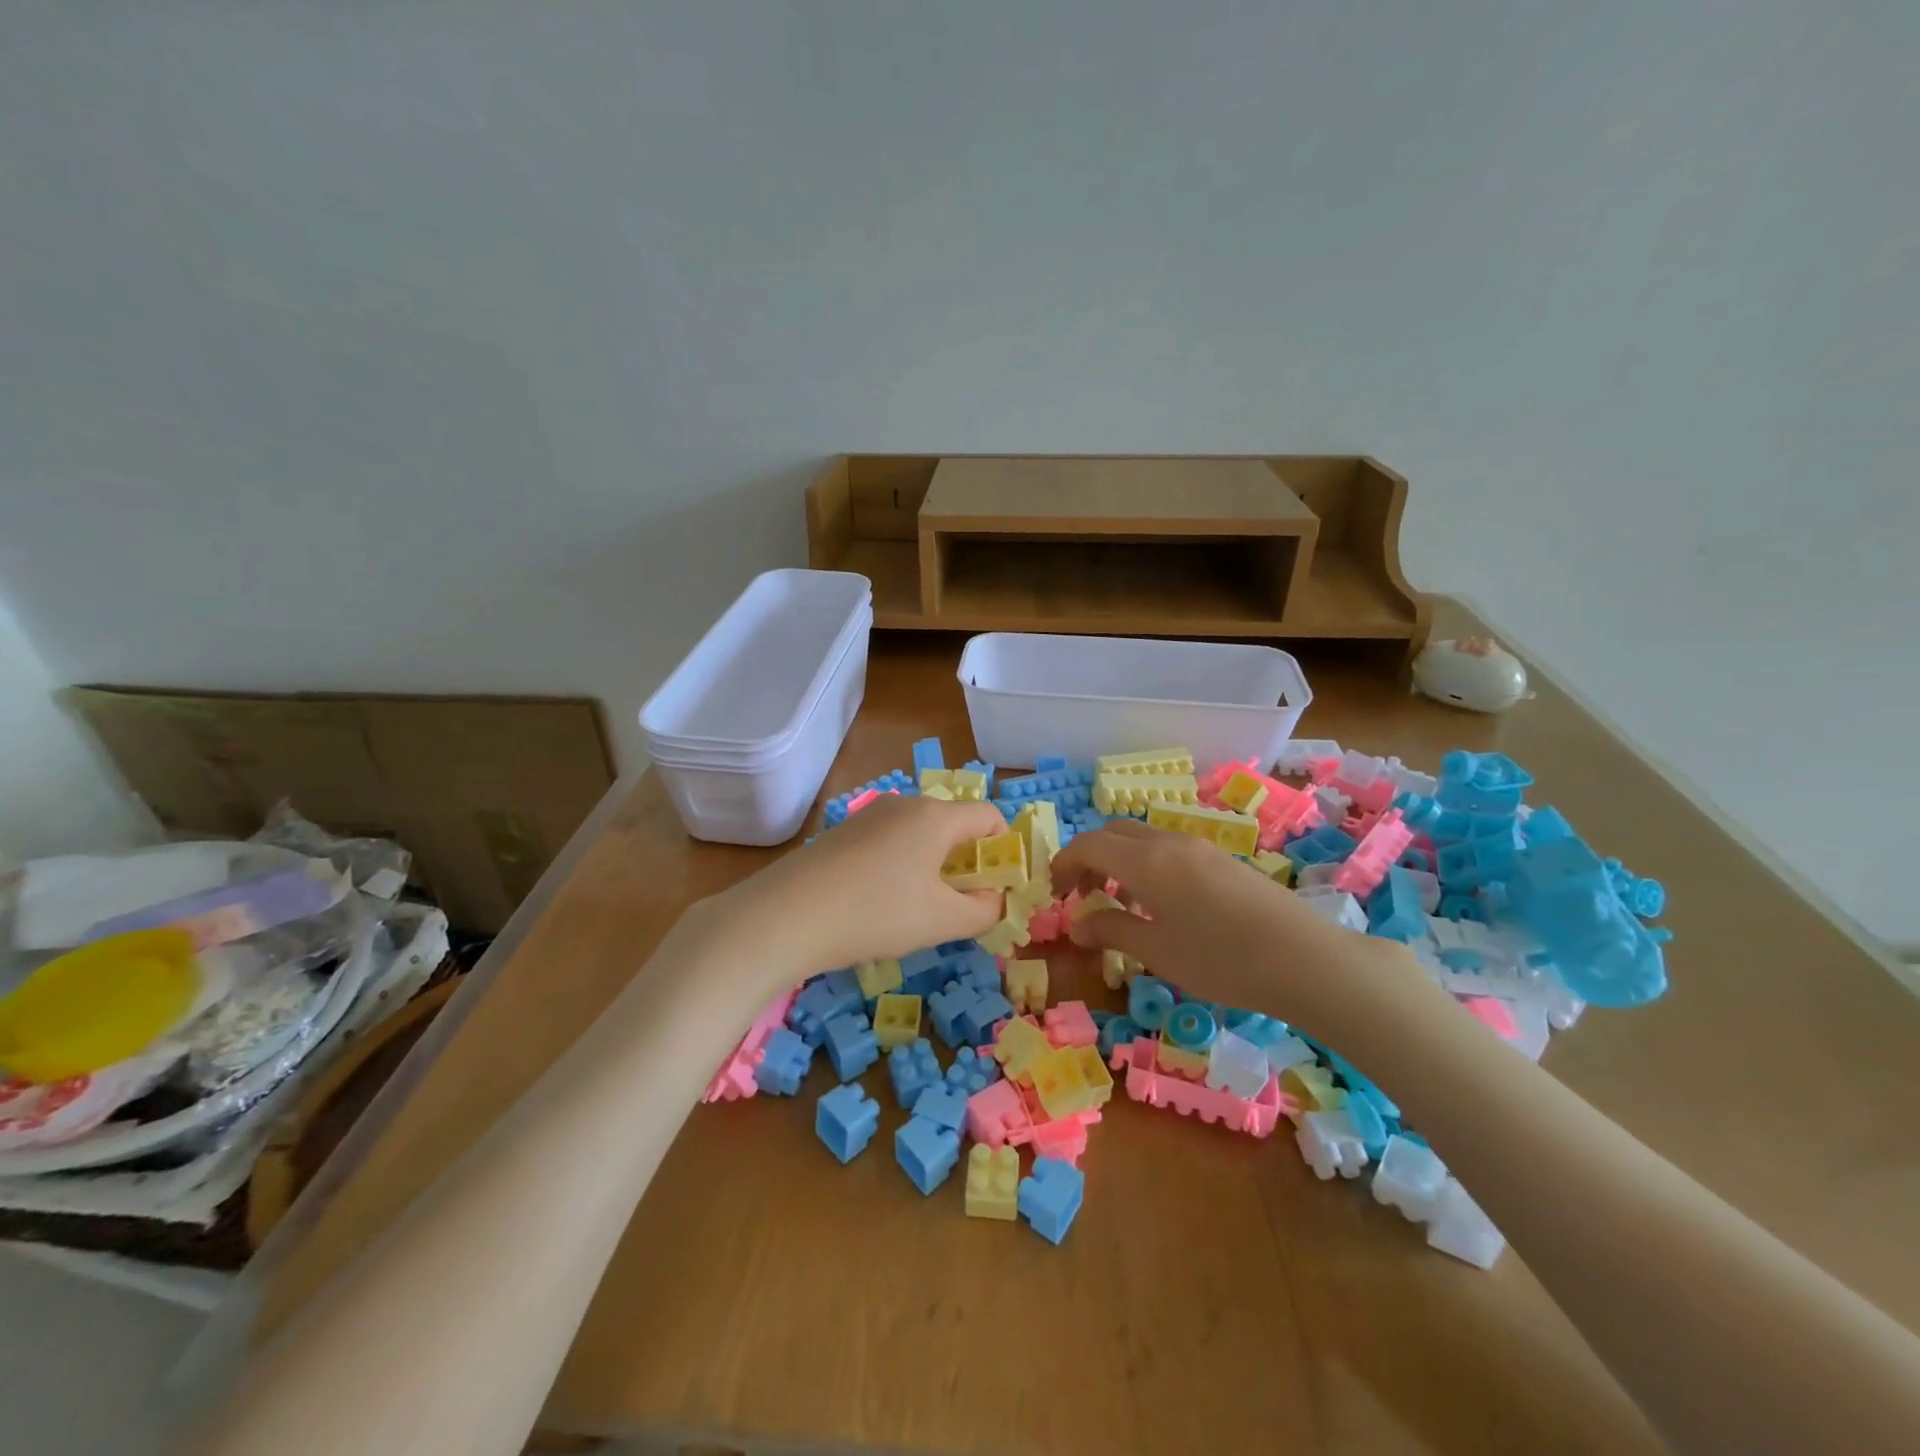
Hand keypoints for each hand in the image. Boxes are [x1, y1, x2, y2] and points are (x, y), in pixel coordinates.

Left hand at [713, 792, 1009, 978]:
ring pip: (919, 834)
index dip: (1003, 850)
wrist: (785, 915)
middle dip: (966, 861)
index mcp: (936, 816)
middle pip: (953, 824)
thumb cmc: (877, 913)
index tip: (997, 888)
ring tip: (918, 910)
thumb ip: (983, 911)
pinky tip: (880, 903)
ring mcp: (869, 816)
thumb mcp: (942, 921)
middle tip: (960, 904)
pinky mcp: (842, 833)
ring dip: (932, 866)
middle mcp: (905, 804)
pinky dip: (900, 866)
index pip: (989, 816)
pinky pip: (889, 843)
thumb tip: (995, 900)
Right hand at [1050, 818, 1408, 1030]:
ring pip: (1143, 838)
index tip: (1055, 893)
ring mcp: (1200, 847)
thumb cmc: (1221, 958)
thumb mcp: (1158, 951)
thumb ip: (1112, 930)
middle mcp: (1170, 842)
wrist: (1305, 958)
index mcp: (1146, 860)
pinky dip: (1147, 864)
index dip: (1064, 863)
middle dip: (1090, 857)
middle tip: (1084, 894)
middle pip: (1114, 832)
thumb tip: (1077, 925)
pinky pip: (1169, 849)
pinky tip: (1162, 904)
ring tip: (1120, 901)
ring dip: (1119, 860)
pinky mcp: (1223, 860)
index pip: (1089, 844)